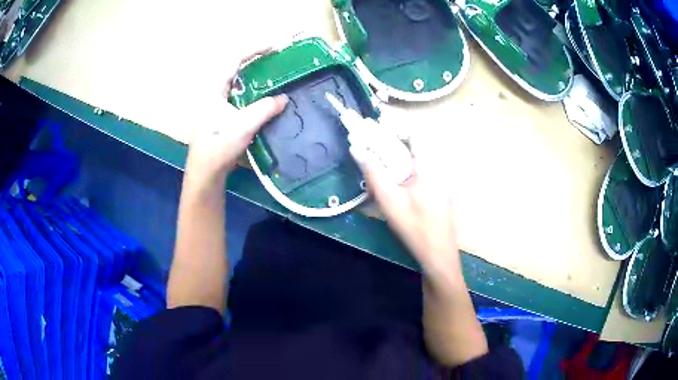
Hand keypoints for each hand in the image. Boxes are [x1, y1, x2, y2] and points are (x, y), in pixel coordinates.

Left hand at [184, 48, 287, 188]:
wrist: (206, 173)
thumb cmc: (219, 147)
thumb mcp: (243, 126)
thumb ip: (264, 109)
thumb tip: (284, 98)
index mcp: (216, 90)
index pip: (234, 61)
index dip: (254, 50)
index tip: (274, 47)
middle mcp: (216, 94)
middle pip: (237, 70)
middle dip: (257, 62)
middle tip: (277, 60)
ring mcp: (219, 106)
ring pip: (240, 85)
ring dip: (257, 78)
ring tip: (275, 76)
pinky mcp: (224, 118)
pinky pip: (242, 98)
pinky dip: (255, 94)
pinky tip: (266, 101)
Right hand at [355, 133, 460, 275]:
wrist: (438, 255)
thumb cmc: (415, 227)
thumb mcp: (389, 201)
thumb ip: (374, 173)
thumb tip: (357, 149)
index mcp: (429, 166)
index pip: (415, 134)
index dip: (396, 129)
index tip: (377, 133)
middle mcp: (439, 168)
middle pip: (416, 147)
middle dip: (394, 147)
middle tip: (375, 156)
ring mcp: (443, 181)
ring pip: (419, 161)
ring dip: (400, 161)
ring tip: (383, 172)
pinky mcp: (442, 192)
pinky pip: (424, 173)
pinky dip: (409, 173)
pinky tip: (398, 189)